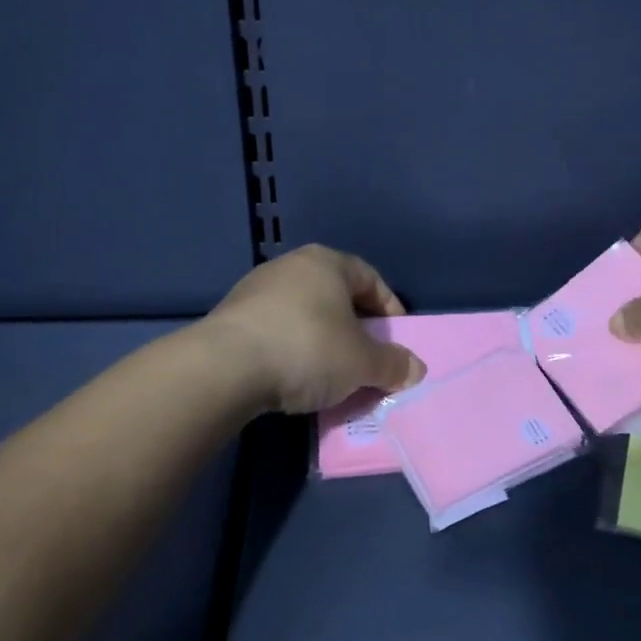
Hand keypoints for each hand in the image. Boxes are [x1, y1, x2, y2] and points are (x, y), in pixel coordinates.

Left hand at [204, 245, 426, 414]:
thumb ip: (392, 364)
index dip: (390, 309)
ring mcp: (256, 290)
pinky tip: (294, 378)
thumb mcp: (361, 362)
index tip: (397, 340)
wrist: (224, 368)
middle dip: (356, 329)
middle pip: (336, 296)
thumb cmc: (307, 349)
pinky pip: (276, 331)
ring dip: (323, 341)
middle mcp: (291, 266)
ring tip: (331, 375)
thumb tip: (416, 370)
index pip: (370, 279)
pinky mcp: (231, 318)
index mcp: (327, 262)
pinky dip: (292, 351)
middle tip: (367, 359)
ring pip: (305, 314)